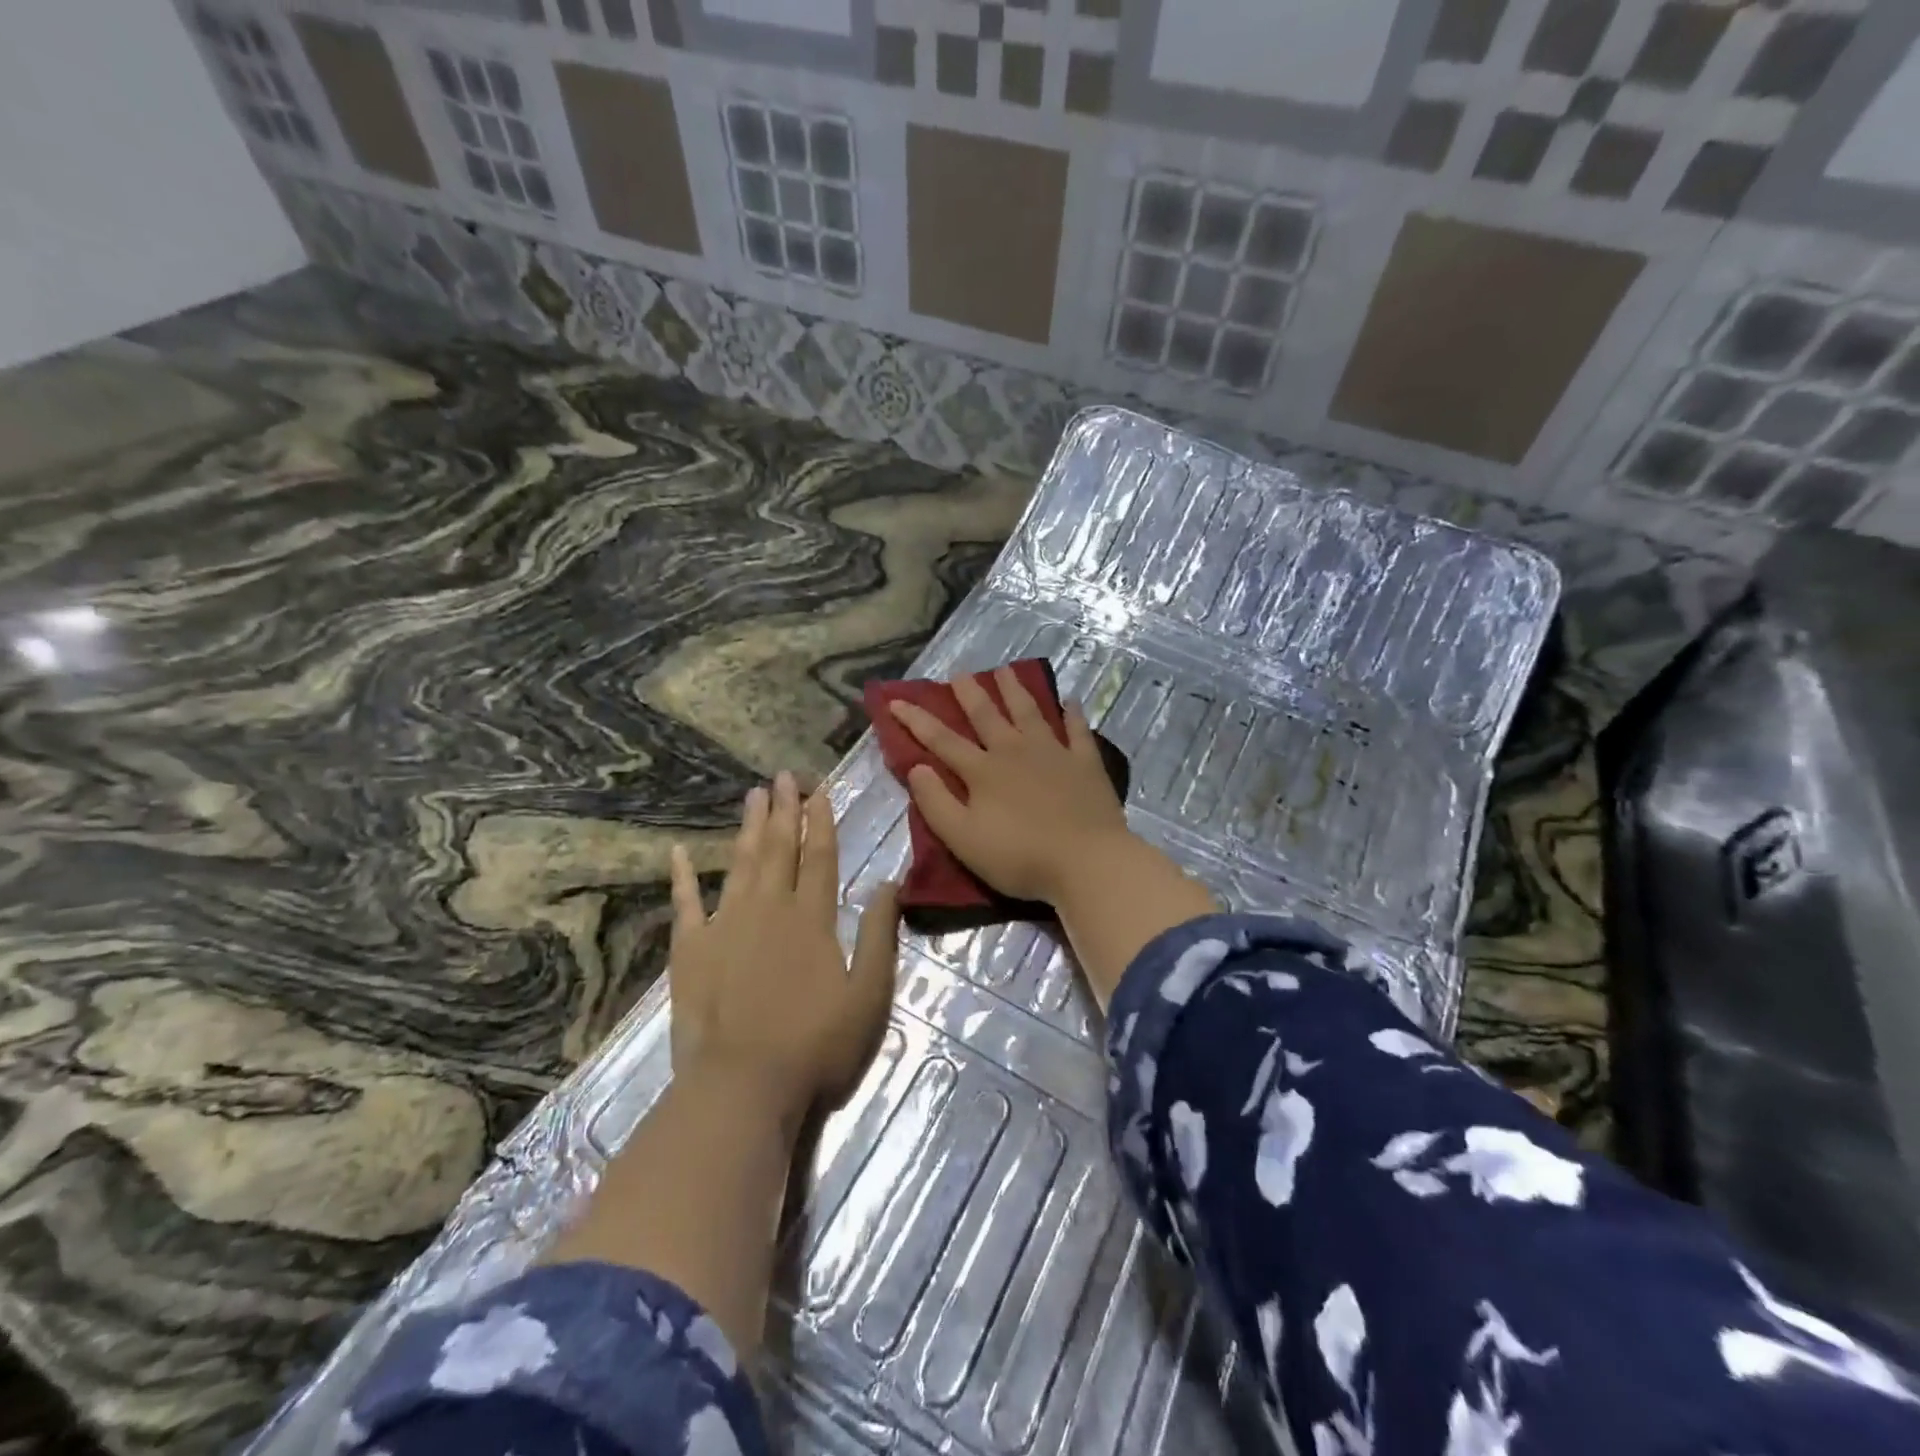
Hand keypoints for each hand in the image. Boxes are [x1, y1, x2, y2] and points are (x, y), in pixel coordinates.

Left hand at [668, 772, 899, 1126]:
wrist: (743, 1086)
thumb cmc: (816, 1044)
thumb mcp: (869, 994)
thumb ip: (880, 934)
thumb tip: (890, 882)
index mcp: (812, 918)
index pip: (820, 856)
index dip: (821, 821)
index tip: (818, 790)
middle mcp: (769, 909)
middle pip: (778, 849)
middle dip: (783, 810)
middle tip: (783, 776)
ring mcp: (726, 926)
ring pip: (740, 864)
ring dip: (747, 828)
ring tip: (752, 796)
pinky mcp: (692, 950)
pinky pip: (685, 903)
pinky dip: (682, 876)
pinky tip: (679, 851)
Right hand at [887, 666, 1132, 904]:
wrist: (1086, 862)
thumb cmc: (1019, 857)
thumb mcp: (963, 839)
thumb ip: (936, 803)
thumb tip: (916, 767)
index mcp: (982, 771)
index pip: (941, 739)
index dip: (916, 720)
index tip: (896, 700)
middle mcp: (1015, 751)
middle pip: (987, 715)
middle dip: (969, 693)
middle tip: (959, 673)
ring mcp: (1053, 753)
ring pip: (1030, 712)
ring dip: (1015, 690)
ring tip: (1006, 670)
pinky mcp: (1085, 763)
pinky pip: (1077, 731)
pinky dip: (1072, 714)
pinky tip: (1070, 701)